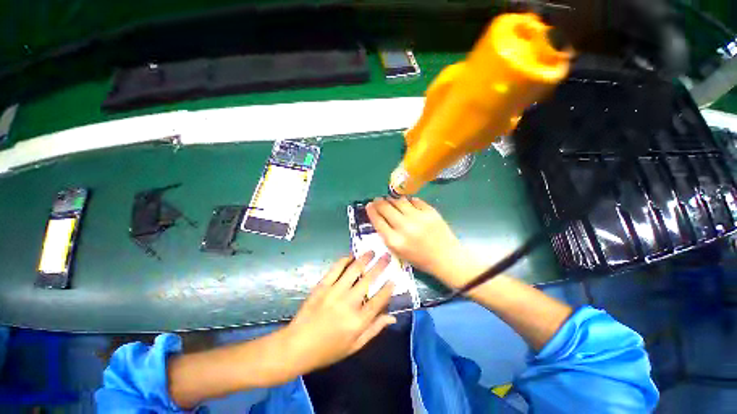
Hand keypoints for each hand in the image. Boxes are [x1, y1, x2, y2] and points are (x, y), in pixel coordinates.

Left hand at [282, 252, 395, 376]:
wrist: (297, 346)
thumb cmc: (328, 350)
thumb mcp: (354, 346)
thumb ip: (374, 329)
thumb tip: (392, 317)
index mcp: (358, 321)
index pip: (379, 300)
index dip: (388, 288)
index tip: (394, 278)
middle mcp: (349, 303)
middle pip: (368, 280)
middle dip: (380, 266)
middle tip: (387, 256)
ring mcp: (334, 292)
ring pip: (354, 270)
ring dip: (365, 258)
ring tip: (372, 251)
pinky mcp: (322, 286)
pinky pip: (336, 268)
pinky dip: (345, 260)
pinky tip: (351, 256)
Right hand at [366, 196, 485, 288]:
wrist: (446, 258)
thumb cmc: (420, 259)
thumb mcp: (399, 253)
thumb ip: (387, 236)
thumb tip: (379, 217)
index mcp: (395, 241)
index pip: (378, 221)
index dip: (371, 211)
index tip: (369, 205)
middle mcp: (405, 227)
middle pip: (386, 208)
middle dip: (379, 202)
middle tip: (377, 200)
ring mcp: (418, 217)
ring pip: (399, 201)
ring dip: (391, 199)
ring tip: (389, 199)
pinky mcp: (430, 211)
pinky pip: (414, 200)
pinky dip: (407, 200)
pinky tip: (406, 202)